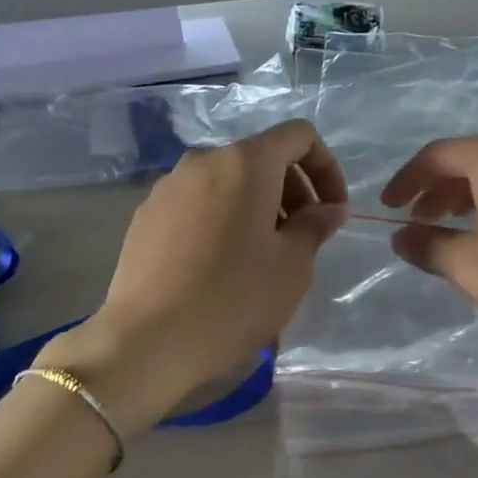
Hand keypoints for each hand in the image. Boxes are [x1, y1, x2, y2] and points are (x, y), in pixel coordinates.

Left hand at [43, 120, 348, 430]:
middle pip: (262, 158)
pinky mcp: (146, 215)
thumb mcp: (292, 265)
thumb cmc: (234, 298)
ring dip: (257, 208)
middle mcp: (204, 161)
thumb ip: (315, 226)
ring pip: (228, 182)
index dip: (326, 168)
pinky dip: (222, 220)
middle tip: (301, 240)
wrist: (146, 341)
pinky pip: (198, 203)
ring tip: (262, 258)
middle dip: (293, 191)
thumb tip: (328, 209)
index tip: (331, 212)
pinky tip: (220, 267)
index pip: (299, 136)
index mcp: (245, 162)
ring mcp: (168, 187)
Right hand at [379, 136, 477, 360]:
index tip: (388, 208)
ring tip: (456, 232)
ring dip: (470, 198)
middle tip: (418, 222)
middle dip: (438, 190)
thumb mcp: (472, 266)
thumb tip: (402, 236)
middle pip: (472, 160)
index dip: (406, 180)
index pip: (438, 154)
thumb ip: (428, 246)